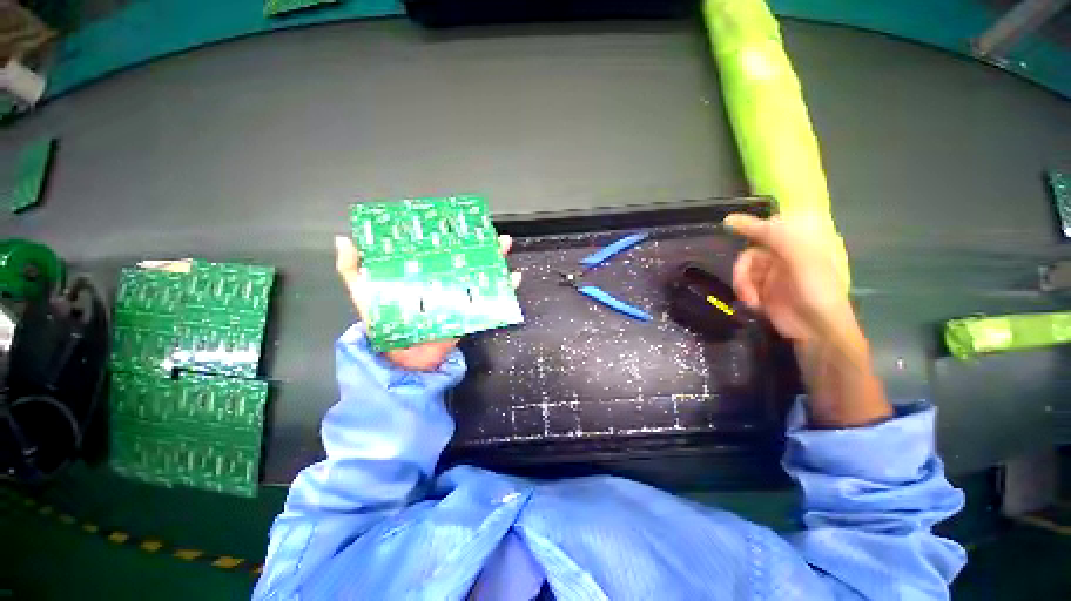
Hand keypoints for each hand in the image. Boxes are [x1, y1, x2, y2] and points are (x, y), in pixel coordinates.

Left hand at [333, 234, 515, 371]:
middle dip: (481, 244)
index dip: (450, 234)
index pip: (439, 248)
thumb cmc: (382, 321)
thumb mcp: (363, 292)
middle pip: (466, 258)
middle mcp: (444, 280)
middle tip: (490, 232)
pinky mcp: (469, 312)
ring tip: (504, 246)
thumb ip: (352, 269)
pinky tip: (513, 278)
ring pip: (482, 274)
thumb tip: (344, 239)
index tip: (460, 220)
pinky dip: (505, 290)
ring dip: (496, 261)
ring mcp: (458, 295)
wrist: (401, 356)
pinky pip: (489, 300)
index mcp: (422, 272)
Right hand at [724, 213, 856, 348]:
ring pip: (744, 269)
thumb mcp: (796, 256)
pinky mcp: (763, 290)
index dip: (750, 225)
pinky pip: (744, 284)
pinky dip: (745, 293)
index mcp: (800, 242)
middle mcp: (785, 255)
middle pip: (751, 250)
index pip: (770, 225)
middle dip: (744, 268)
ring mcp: (773, 273)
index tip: (727, 225)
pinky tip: (754, 303)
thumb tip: (730, 220)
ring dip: (743, 283)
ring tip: (751, 299)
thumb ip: (768, 234)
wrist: (817, 331)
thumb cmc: (816, 290)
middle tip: (745, 282)